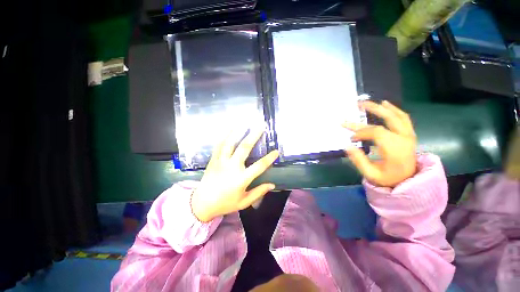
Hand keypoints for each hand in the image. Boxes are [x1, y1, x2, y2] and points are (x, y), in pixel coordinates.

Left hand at [191, 128, 278, 221]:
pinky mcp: (213, 160)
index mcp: (241, 179)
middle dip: (254, 136)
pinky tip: (228, 129)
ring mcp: (221, 162)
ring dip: (237, 132)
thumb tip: (272, 185)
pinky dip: (224, 136)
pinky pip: (219, 145)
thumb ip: (258, 192)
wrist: (201, 204)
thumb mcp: (244, 202)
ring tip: (243, 123)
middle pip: (244, 148)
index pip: (259, 166)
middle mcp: (232, 167)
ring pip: (230, 143)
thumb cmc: (225, 203)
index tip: (276, 151)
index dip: (269, 158)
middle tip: (260, 126)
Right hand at [343, 100, 416, 186]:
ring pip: (397, 115)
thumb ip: (358, 160)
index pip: (376, 132)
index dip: (361, 132)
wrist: (408, 181)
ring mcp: (409, 135)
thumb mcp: (370, 174)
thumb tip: (347, 145)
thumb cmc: (388, 178)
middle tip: (358, 105)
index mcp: (395, 149)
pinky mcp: (409, 134)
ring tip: (368, 102)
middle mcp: (404, 139)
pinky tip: (386, 104)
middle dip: (372, 110)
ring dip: (382, 107)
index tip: (351, 138)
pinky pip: (403, 118)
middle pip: (388, 119)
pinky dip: (394, 110)